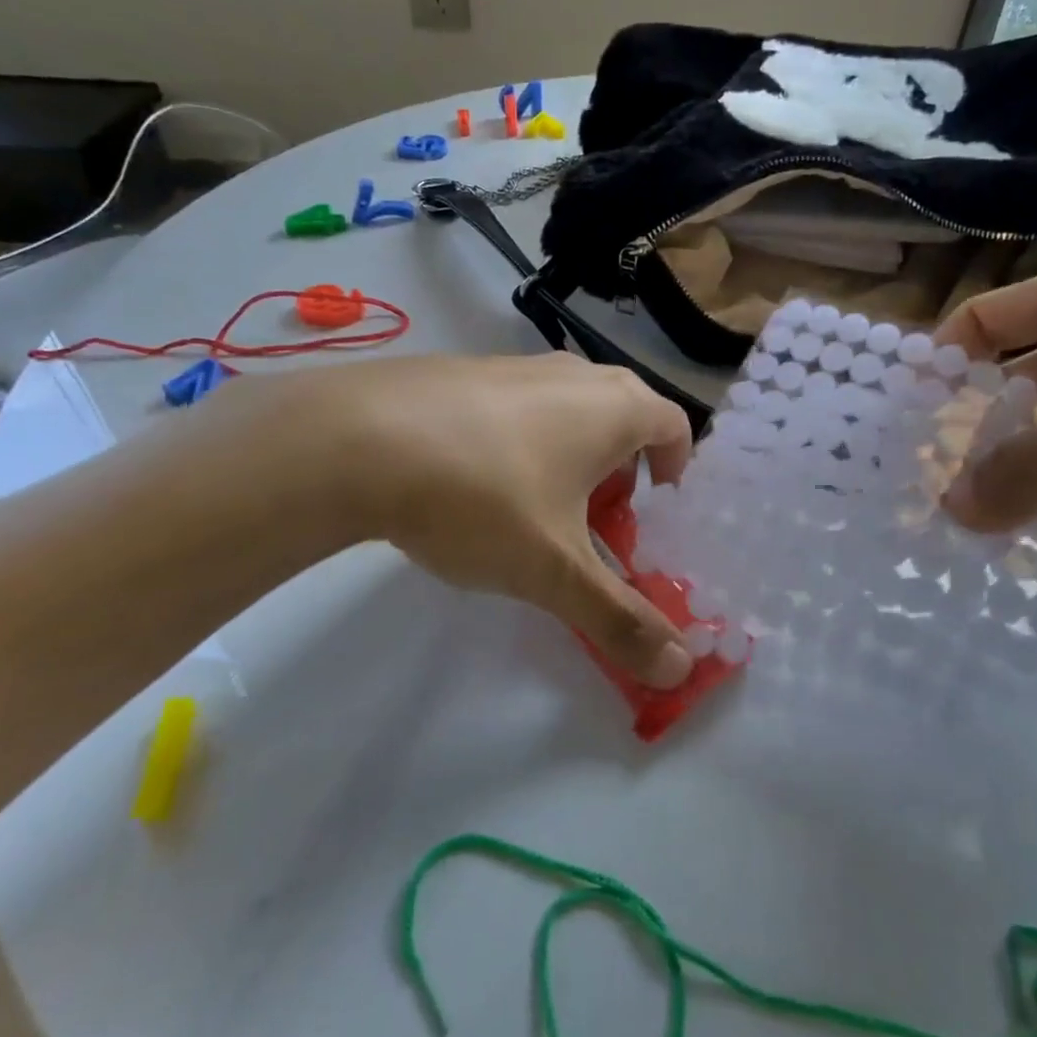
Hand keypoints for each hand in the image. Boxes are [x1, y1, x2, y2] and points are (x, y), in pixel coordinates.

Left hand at [315, 353, 694, 686]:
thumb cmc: (481, 499)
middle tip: (600, 518)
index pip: (673, 424)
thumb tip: (681, 671)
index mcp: (612, 407)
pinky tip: (474, 483)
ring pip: (566, 407)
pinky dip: (521, 439)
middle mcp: (571, 374)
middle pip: (623, 413)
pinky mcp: (461, 370)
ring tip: (536, 507)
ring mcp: (512, 364)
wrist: (355, 441)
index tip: (655, 511)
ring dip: (571, 453)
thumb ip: (619, 620)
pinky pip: (515, 404)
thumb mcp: (553, 571)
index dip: (675, 468)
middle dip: (623, 467)